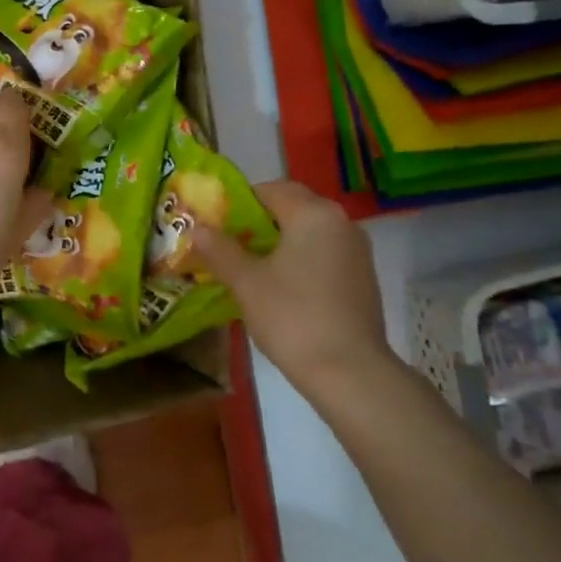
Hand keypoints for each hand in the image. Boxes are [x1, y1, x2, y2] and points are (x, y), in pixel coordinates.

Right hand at [194, 180, 390, 392]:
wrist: (349, 372)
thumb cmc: (292, 317)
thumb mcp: (247, 282)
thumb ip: (220, 250)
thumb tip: (198, 228)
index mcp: (313, 214)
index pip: (271, 189)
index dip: (239, 202)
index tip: (216, 224)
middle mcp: (341, 222)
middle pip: (292, 208)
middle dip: (258, 223)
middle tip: (228, 246)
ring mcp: (356, 251)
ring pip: (309, 233)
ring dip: (280, 243)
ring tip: (250, 268)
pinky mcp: (362, 277)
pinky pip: (324, 255)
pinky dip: (300, 261)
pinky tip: (282, 289)